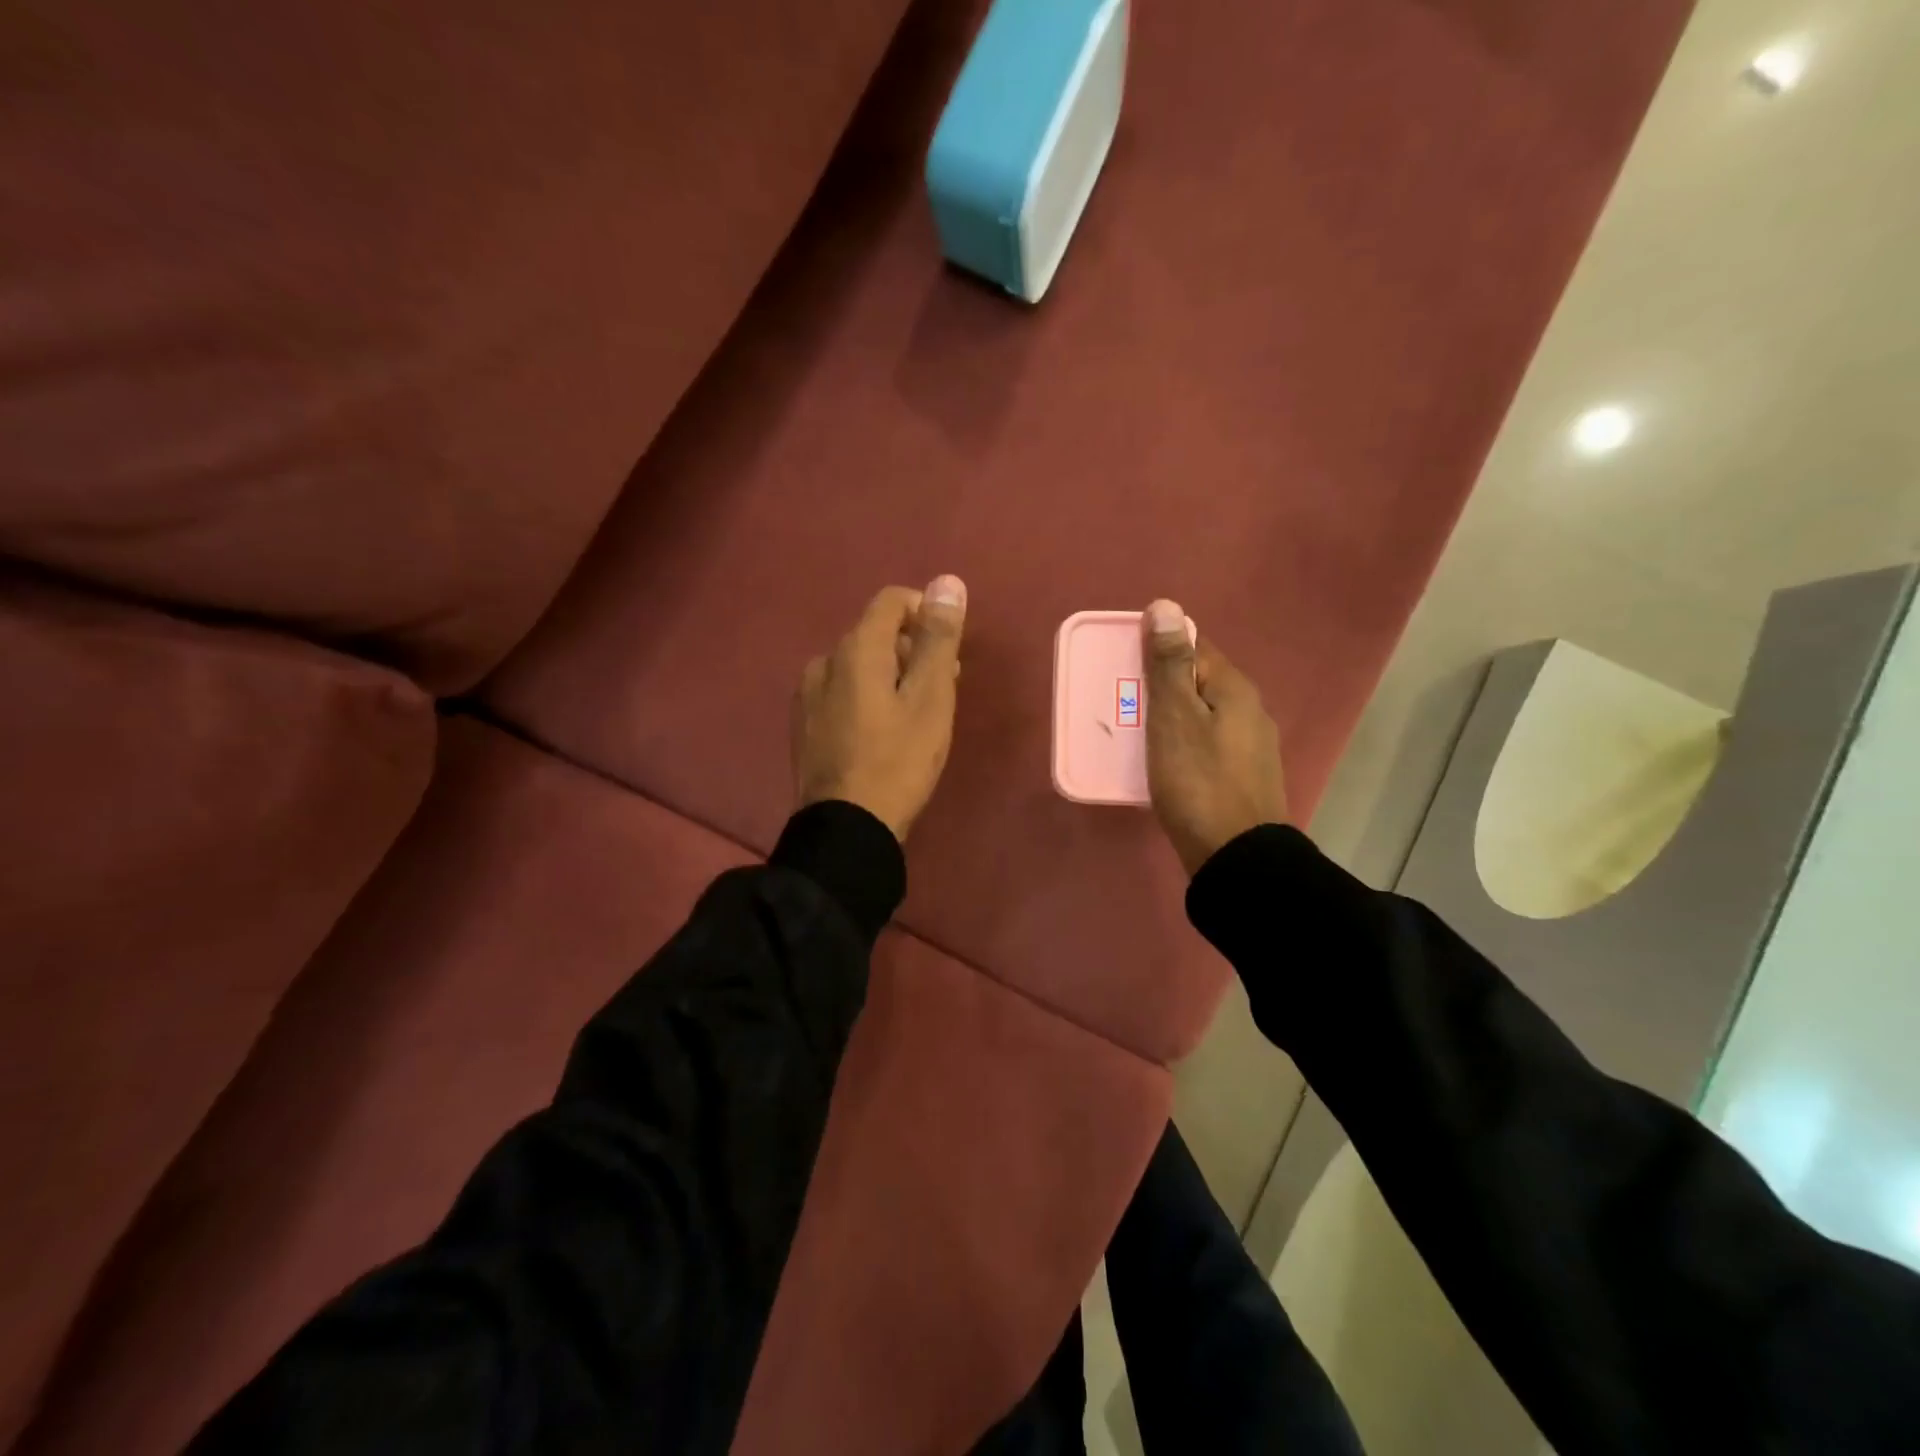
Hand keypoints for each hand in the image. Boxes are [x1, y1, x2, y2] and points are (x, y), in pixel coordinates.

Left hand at [792, 577, 967, 840]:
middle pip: (875, 634)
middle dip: (912, 650)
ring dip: (890, 676)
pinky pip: (841, 693)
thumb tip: (947, 582)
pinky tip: (881, 734)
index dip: (925, 613)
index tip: (948, 649)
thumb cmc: (898, 760)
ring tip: (915, 716)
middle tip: (942, 689)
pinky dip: (867, 698)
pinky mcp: (803, 726)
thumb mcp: (931, 698)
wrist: (846, 828)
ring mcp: (807, 695)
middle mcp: (824, 662)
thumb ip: (938, 638)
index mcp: (855, 649)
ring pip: (857, 666)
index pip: (892, 601)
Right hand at [1142, 599, 1288, 875]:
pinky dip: (1182, 744)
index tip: (1124, 664)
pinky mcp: (1243, 776)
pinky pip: (1205, 744)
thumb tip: (1165, 605)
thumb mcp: (1175, 718)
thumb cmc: (1198, 782)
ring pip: (1201, 715)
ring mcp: (1250, 746)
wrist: (1236, 857)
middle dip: (1160, 685)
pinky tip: (1163, 764)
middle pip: (1198, 682)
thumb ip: (1170, 665)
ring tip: (1135, 734)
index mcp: (1234, 689)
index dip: (1158, 648)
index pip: (1194, 645)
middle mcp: (1250, 710)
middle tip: (1122, 703)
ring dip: (1169, 717)